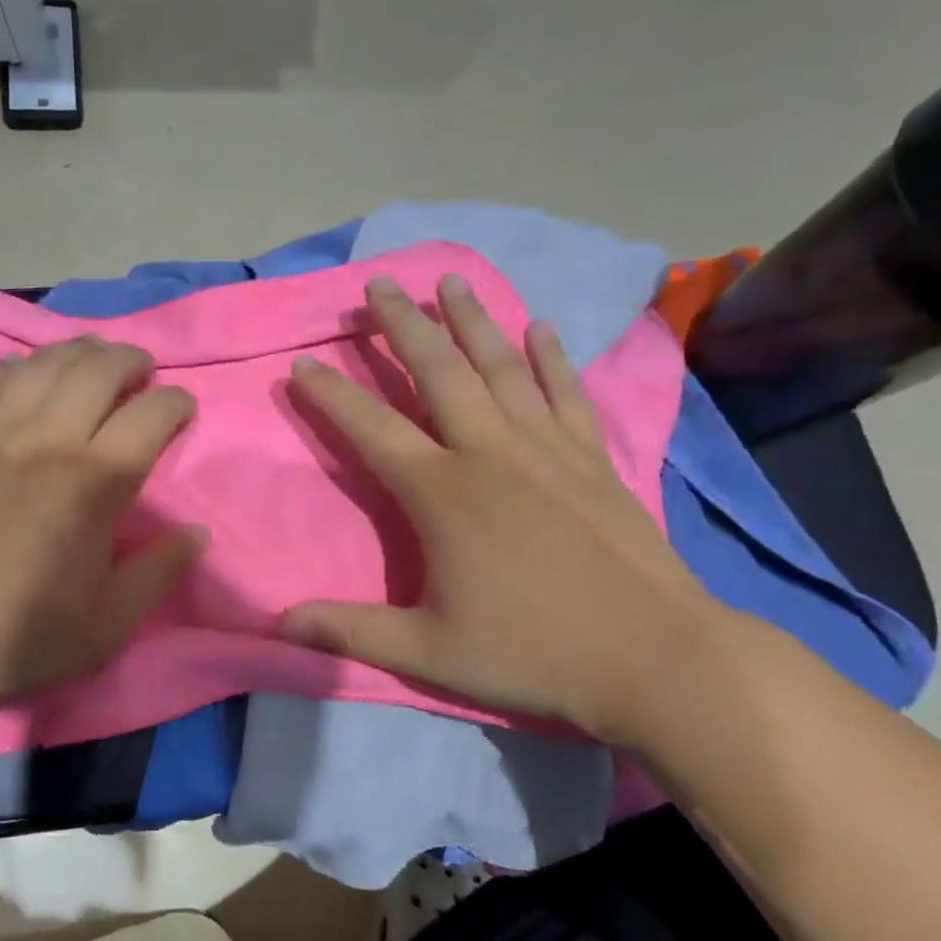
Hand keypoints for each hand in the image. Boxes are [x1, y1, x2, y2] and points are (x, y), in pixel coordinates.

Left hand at [0, 336, 203, 703]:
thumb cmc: (23, 636)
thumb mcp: (110, 622)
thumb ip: (160, 571)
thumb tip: (198, 533)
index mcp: (93, 482)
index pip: (150, 413)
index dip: (176, 403)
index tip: (181, 411)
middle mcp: (46, 440)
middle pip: (98, 367)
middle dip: (131, 361)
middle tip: (141, 376)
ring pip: (43, 361)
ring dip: (78, 353)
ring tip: (92, 365)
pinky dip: (17, 368)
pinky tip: (26, 381)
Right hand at [283, 274, 731, 743]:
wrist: (660, 659)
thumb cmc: (534, 654)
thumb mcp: (428, 654)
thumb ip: (350, 633)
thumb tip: (280, 624)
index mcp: (443, 494)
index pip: (372, 428)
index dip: (331, 395)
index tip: (303, 363)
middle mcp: (491, 453)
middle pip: (439, 373)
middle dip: (404, 325)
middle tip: (378, 285)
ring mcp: (548, 450)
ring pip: (502, 368)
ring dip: (472, 321)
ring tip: (450, 281)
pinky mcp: (594, 460)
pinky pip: (566, 393)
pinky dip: (552, 358)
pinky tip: (542, 328)